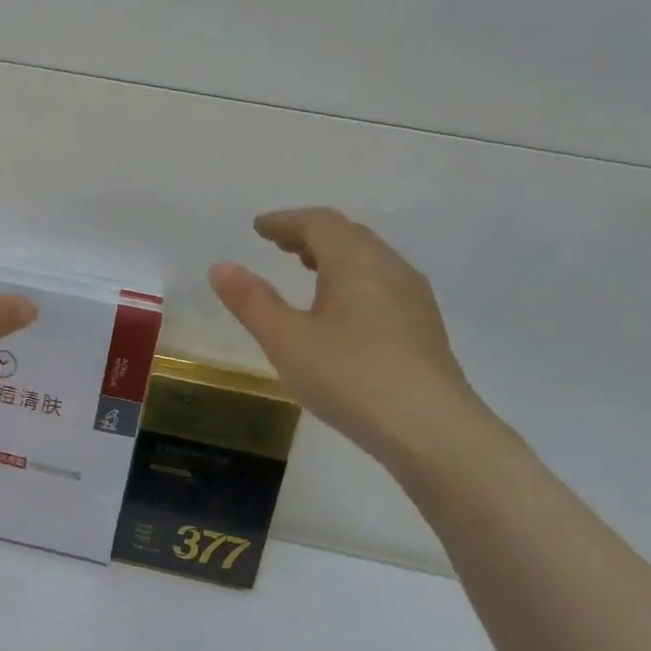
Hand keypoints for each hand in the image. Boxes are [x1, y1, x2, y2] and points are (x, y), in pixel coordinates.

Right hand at [208, 208, 481, 465]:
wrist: (430, 429)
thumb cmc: (350, 377)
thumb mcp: (286, 340)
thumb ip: (252, 301)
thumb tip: (220, 266)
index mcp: (356, 262)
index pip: (319, 223)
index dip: (285, 221)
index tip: (259, 228)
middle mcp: (390, 269)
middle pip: (348, 235)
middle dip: (310, 234)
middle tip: (279, 245)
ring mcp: (413, 298)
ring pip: (370, 260)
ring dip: (334, 256)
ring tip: (308, 270)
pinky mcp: (423, 327)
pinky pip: (382, 284)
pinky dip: (353, 280)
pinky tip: (343, 311)